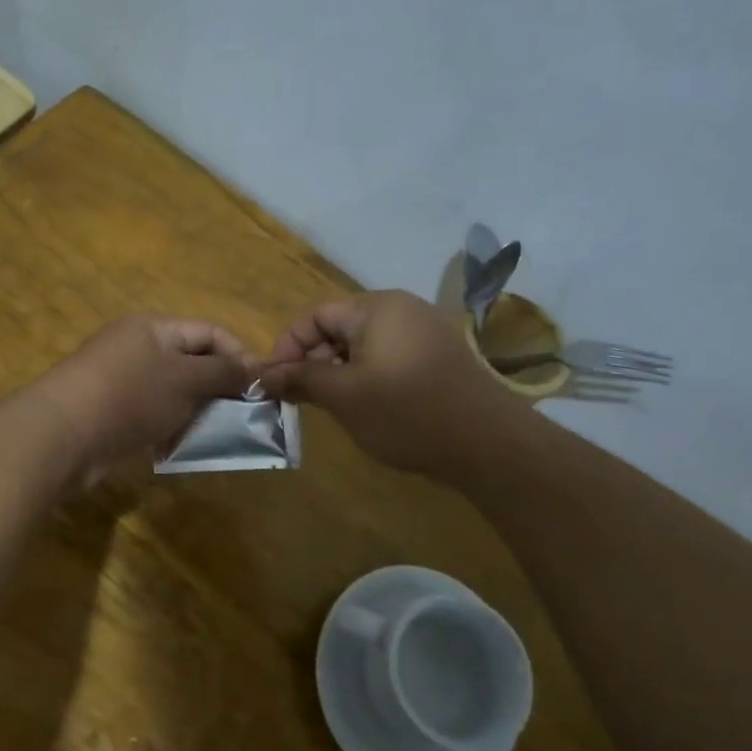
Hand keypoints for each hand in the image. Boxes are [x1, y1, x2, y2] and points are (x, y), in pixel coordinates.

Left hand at [33, 317, 254, 482]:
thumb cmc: (130, 396)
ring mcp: (119, 381)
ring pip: (171, 393)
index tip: (261, 386)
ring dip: (193, 412)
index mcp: (153, 328)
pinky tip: (177, 447)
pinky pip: (150, 415)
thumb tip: (252, 369)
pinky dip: (168, 428)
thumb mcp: (185, 379)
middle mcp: (135, 348)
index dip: (238, 354)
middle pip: (189, 362)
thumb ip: (222, 373)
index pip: (208, 332)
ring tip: (214, 435)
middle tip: (242, 416)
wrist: (63, 435)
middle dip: (217, 388)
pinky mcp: (109, 413)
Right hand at [261, 290, 501, 478]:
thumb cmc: (405, 412)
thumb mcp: (343, 396)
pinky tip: (368, 407)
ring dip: (340, 372)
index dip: (288, 347)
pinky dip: (368, 377)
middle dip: (314, 361)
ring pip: (364, 346)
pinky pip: (390, 357)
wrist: (486, 442)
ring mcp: (425, 331)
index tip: (273, 382)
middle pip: (340, 328)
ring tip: (332, 406)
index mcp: (376, 307)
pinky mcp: (440, 356)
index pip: (315, 316)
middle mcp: (402, 309)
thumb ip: (301, 379)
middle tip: (301, 399)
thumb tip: (265, 374)